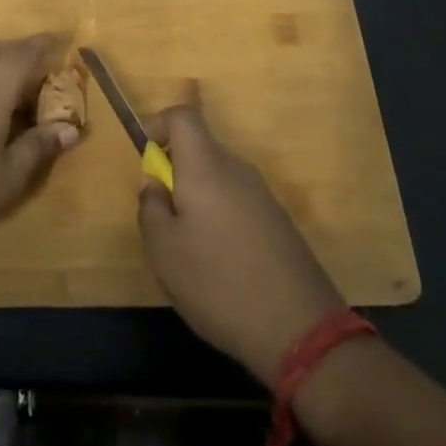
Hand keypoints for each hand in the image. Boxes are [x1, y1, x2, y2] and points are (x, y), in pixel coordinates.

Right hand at [138, 82, 345, 380]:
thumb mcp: (163, 249)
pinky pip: (238, 201)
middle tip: (161, 217)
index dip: (158, 125)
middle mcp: (238, 170)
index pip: (183, 116)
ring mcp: (263, 196)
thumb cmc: (217, 283)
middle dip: (174, 171)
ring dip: (196, 198)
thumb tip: (155, 183)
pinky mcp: (279, 222)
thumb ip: (151, 206)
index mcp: (206, 167)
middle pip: (200, 148)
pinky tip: (220, 263)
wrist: (300, 330)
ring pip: (218, 178)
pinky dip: (219, 217)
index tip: (146, 160)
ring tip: (188, 248)